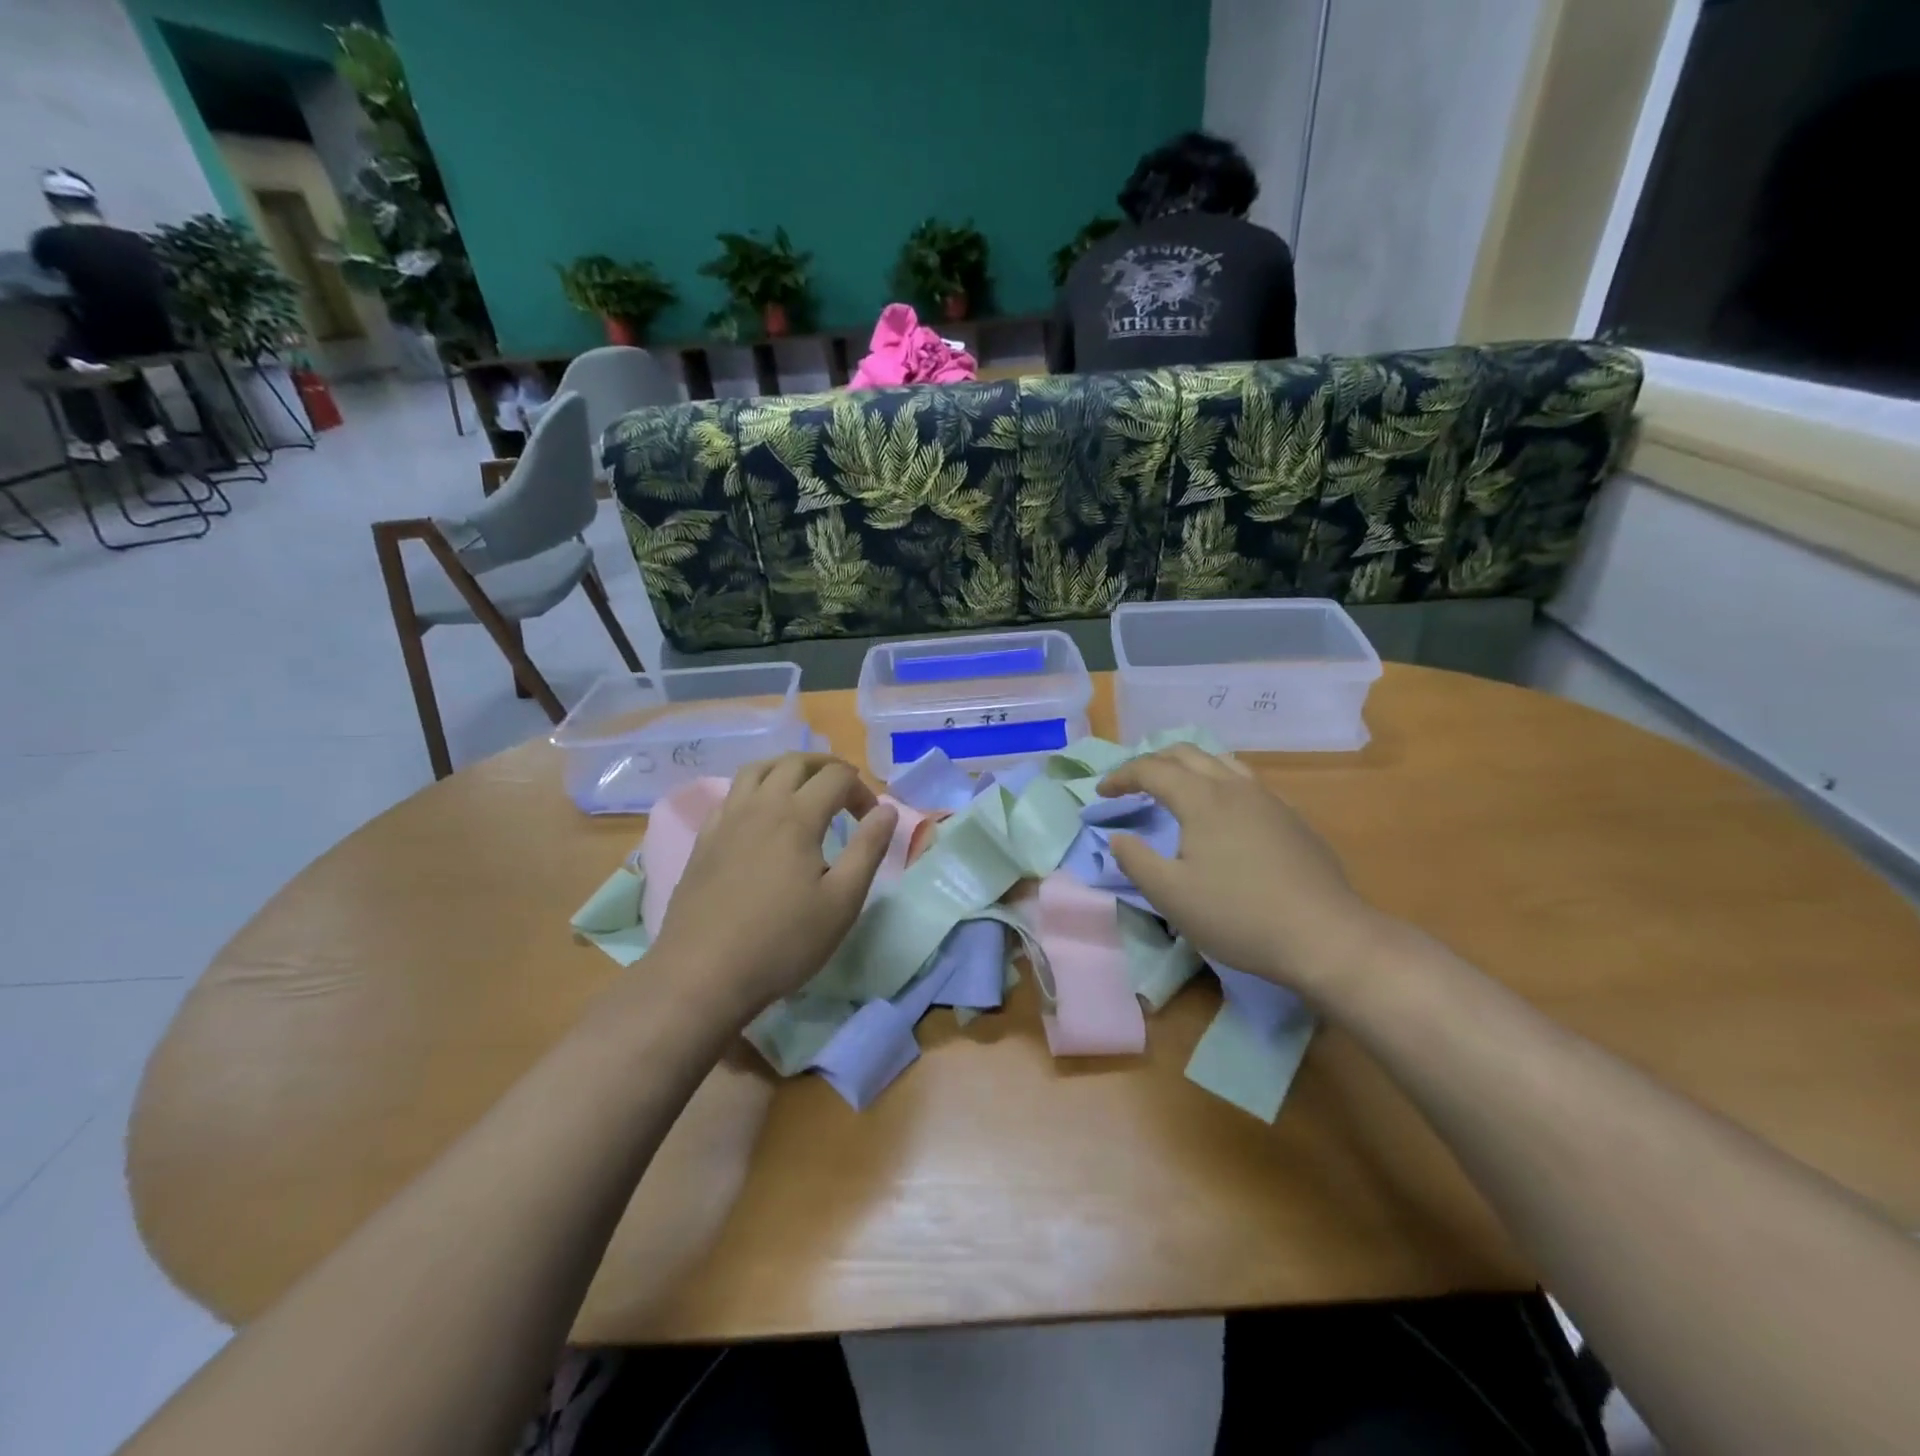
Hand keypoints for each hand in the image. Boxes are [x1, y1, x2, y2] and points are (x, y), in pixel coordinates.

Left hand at [650, 754, 896, 1019]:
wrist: (703, 974)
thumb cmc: (783, 942)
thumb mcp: (842, 901)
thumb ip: (868, 849)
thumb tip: (887, 810)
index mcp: (797, 816)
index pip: (837, 778)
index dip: (861, 790)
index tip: (871, 819)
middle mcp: (759, 806)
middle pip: (794, 762)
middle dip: (826, 768)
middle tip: (845, 789)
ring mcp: (726, 821)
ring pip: (756, 770)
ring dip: (787, 769)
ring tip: (803, 788)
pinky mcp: (704, 841)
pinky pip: (730, 795)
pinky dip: (754, 790)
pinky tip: (760, 816)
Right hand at [1098, 745, 1384, 1000]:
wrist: (1326, 936)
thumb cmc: (1238, 915)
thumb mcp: (1171, 895)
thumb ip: (1135, 861)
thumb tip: (1117, 838)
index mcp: (1202, 798)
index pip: (1151, 769)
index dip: (1121, 776)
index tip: (1101, 793)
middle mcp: (1235, 786)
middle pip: (1186, 753)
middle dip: (1152, 762)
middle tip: (1131, 785)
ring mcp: (1268, 800)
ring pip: (1220, 762)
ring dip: (1187, 766)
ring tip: (1173, 788)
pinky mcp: (1291, 818)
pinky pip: (1244, 782)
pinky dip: (1216, 782)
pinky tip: (1219, 814)